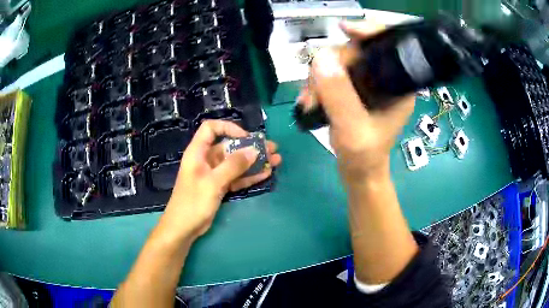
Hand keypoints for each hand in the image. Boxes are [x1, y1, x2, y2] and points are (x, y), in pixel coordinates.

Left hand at [161, 120, 280, 239]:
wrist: (183, 228)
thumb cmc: (193, 202)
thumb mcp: (213, 182)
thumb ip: (233, 166)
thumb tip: (254, 150)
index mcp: (198, 152)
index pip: (211, 128)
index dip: (229, 128)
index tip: (246, 137)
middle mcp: (206, 159)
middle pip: (229, 146)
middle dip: (251, 147)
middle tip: (272, 149)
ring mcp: (214, 174)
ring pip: (236, 163)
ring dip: (254, 162)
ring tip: (276, 160)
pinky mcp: (219, 187)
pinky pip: (236, 177)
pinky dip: (250, 175)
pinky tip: (266, 174)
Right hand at [298, 20, 414, 184]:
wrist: (358, 173)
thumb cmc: (364, 156)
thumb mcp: (353, 128)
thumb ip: (339, 95)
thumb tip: (321, 58)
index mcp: (398, 84)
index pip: (386, 45)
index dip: (367, 31)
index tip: (344, 29)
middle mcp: (384, 79)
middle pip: (355, 51)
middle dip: (331, 65)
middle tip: (314, 90)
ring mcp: (367, 84)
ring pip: (338, 62)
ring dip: (318, 78)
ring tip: (309, 101)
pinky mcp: (353, 90)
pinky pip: (331, 75)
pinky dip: (317, 85)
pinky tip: (309, 101)